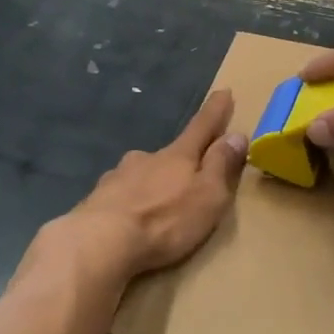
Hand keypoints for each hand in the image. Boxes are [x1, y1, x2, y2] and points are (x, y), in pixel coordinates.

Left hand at [70, 90, 247, 278]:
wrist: (100, 242)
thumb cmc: (165, 220)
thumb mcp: (208, 196)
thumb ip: (221, 166)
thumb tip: (236, 135)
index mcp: (178, 156)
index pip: (202, 127)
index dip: (215, 111)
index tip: (224, 91)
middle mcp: (146, 158)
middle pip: (169, 154)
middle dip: (179, 161)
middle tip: (187, 179)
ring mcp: (117, 176)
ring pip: (140, 174)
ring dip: (151, 184)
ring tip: (156, 207)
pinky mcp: (96, 199)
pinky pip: (119, 196)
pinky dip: (128, 203)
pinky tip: (127, 220)